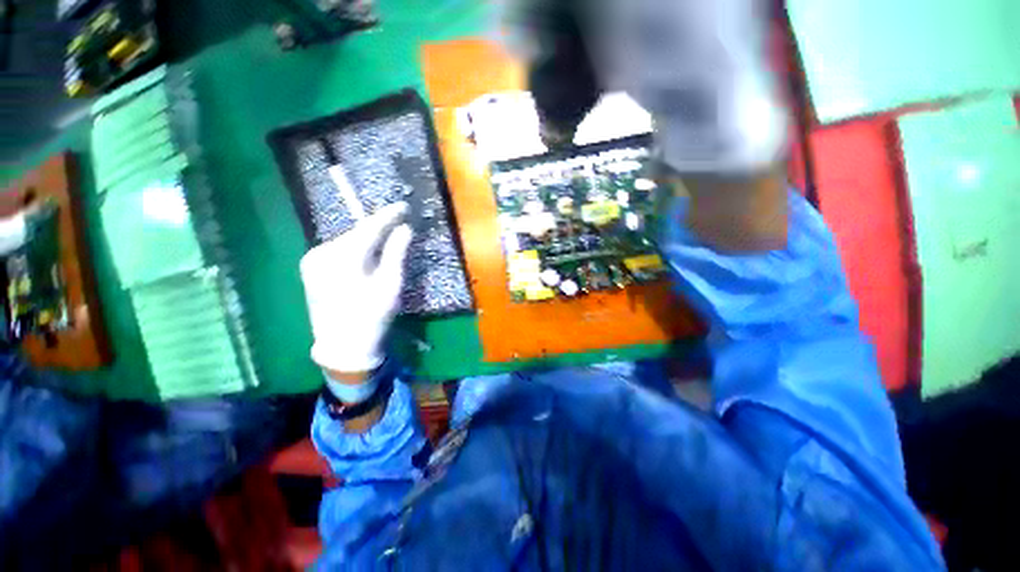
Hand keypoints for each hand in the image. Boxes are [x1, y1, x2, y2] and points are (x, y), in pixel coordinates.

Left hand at [300, 202, 412, 375]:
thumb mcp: (390, 284)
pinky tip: (365, 256)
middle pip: (356, 233)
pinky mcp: (309, 268)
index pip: (369, 228)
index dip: (388, 216)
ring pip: (347, 241)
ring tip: (385, 241)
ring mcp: (312, 260)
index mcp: (344, 258)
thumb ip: (396, 253)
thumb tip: (404, 228)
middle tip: (398, 225)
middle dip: (378, 229)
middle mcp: (322, 253)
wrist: (343, 344)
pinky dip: (354, 249)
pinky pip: (337, 250)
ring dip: (366, 240)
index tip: (403, 206)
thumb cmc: (372, 315)